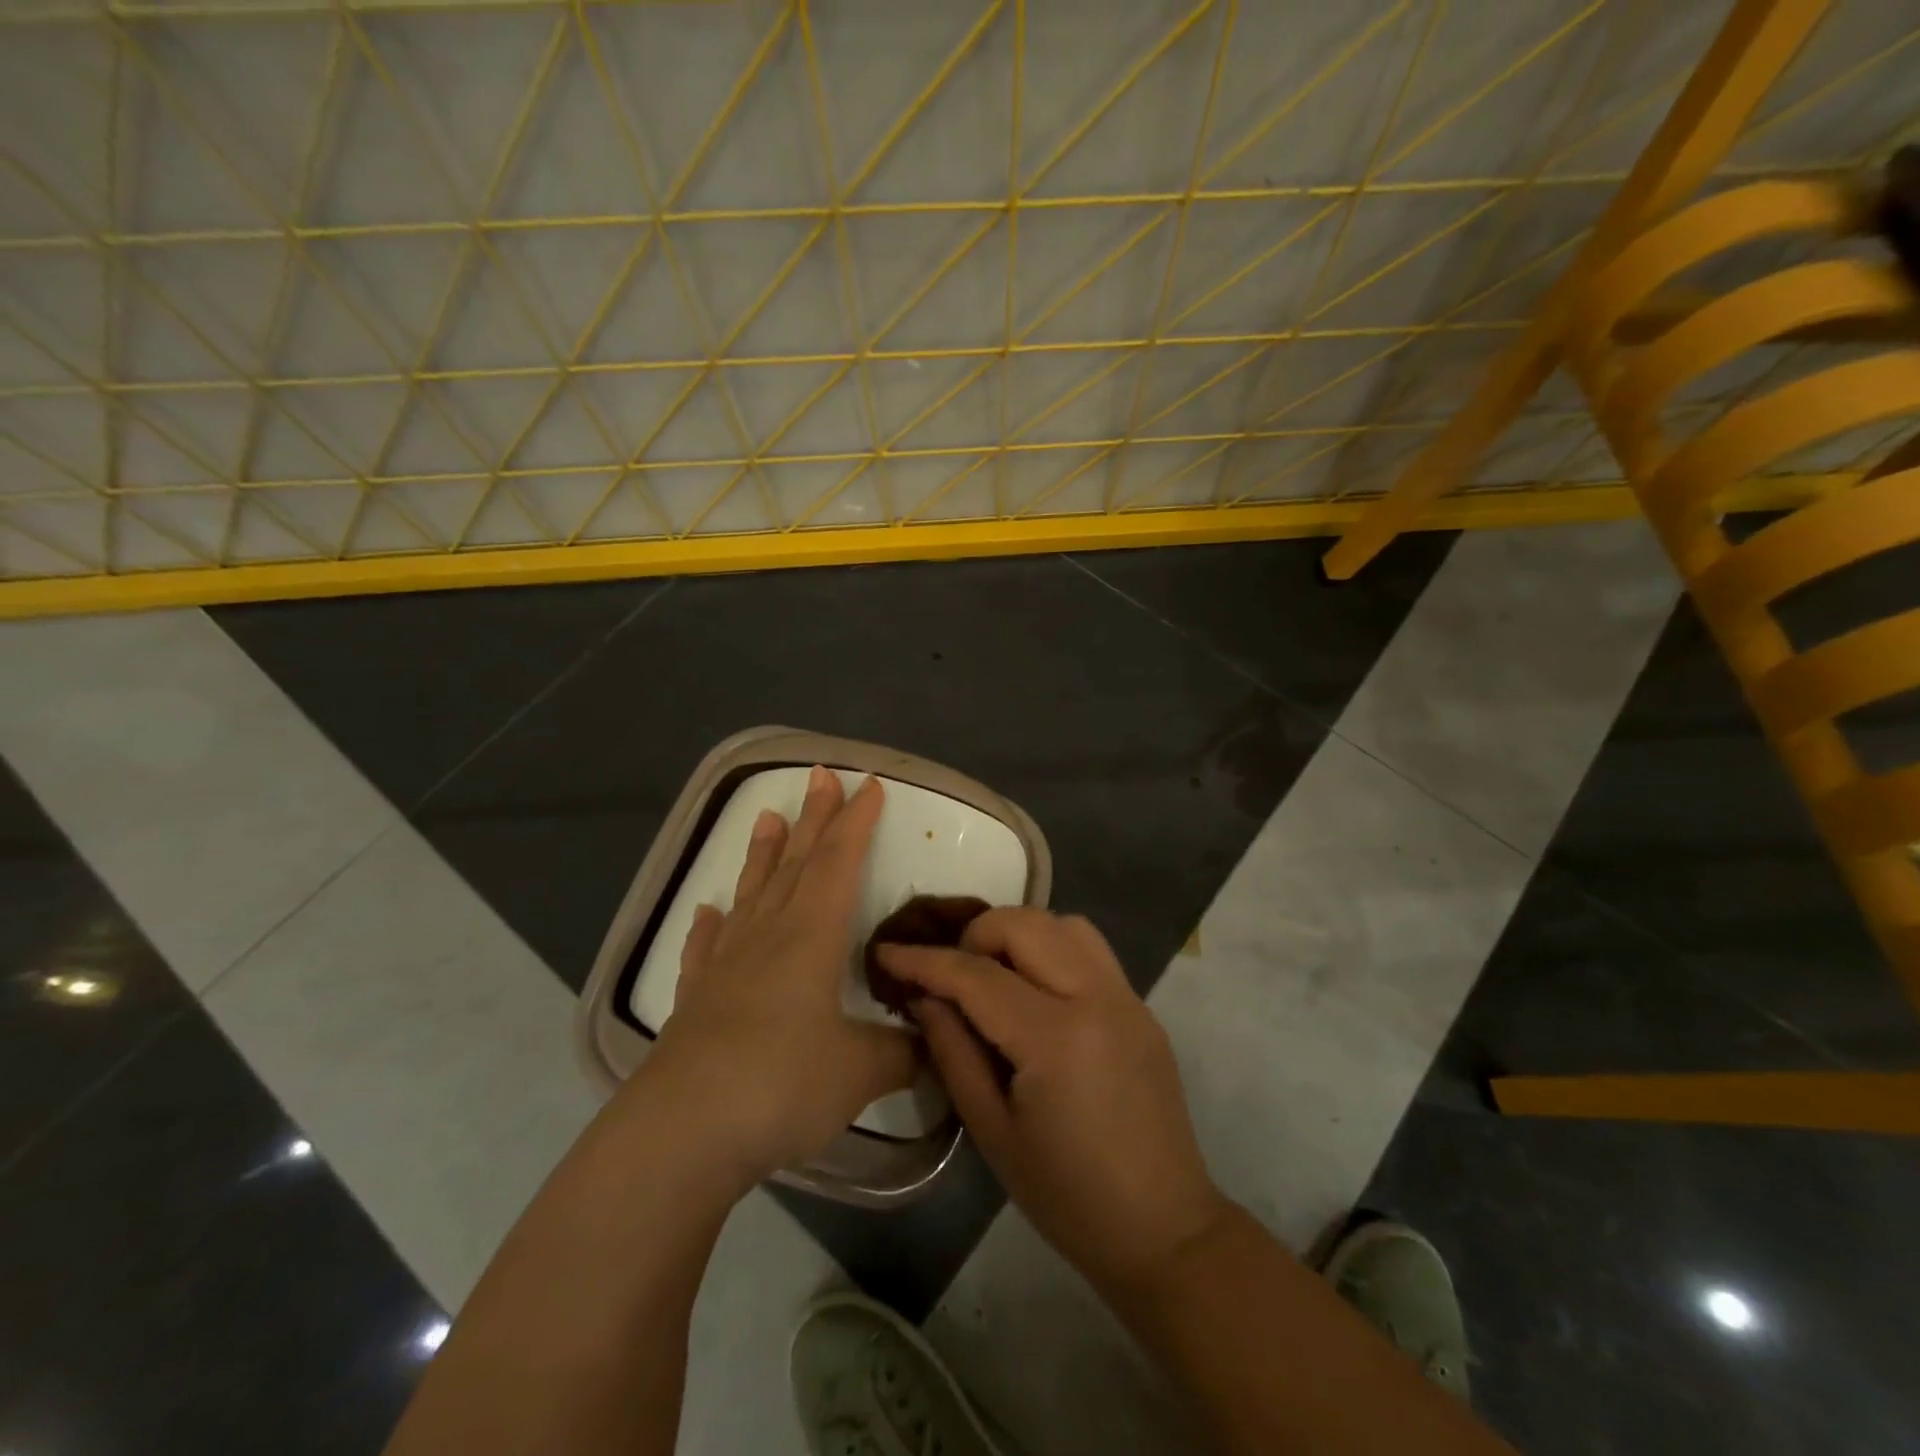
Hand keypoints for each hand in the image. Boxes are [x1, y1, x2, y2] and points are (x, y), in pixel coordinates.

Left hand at [640, 767, 915, 1188]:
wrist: (682, 1132)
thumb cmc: (781, 1084)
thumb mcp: (860, 1071)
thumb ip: (903, 1053)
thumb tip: (935, 1047)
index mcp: (810, 936)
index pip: (840, 863)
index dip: (857, 822)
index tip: (868, 784)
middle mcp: (767, 936)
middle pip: (796, 863)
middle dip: (815, 819)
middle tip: (820, 775)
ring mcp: (725, 964)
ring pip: (751, 893)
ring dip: (762, 854)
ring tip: (767, 815)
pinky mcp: (696, 998)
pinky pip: (705, 948)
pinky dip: (709, 925)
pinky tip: (707, 911)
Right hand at [877, 909, 1227, 1294]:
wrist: (1162, 1228)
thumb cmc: (1066, 1196)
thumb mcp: (991, 1131)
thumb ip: (953, 1052)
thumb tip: (925, 996)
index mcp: (1057, 1039)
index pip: (977, 976)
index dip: (925, 960)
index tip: (888, 952)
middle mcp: (1097, 998)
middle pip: (1025, 925)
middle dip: (974, 935)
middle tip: (950, 975)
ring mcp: (1127, 996)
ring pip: (1063, 923)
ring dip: (1018, 934)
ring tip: (994, 975)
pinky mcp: (1141, 1005)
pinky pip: (1090, 949)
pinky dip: (1052, 948)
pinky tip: (1034, 990)